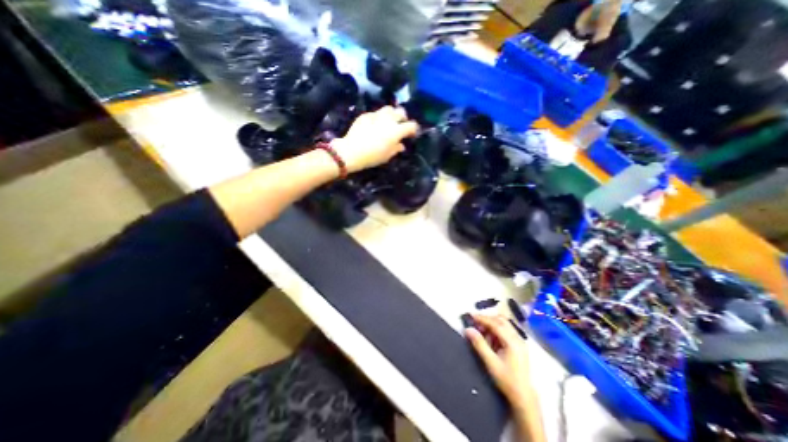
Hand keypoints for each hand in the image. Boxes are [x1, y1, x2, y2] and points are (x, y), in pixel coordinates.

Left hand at [330, 105, 417, 172]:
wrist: (352, 151)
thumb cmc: (372, 156)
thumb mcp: (387, 156)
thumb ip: (396, 148)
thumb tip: (401, 145)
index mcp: (396, 131)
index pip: (411, 125)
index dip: (414, 129)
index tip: (411, 134)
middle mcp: (389, 120)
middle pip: (401, 112)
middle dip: (404, 118)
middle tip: (401, 125)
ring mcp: (377, 115)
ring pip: (389, 108)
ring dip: (392, 114)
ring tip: (389, 121)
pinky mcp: (366, 115)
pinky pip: (376, 113)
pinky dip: (379, 117)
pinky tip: (375, 125)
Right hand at [463, 314, 530, 406]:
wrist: (523, 397)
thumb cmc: (506, 380)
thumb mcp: (490, 362)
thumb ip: (479, 344)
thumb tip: (468, 329)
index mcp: (512, 342)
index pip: (495, 324)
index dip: (482, 318)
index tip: (471, 316)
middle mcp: (517, 338)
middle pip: (500, 320)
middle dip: (487, 320)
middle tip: (475, 323)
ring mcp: (519, 341)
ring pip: (504, 324)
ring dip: (491, 324)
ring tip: (481, 331)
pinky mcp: (518, 344)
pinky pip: (506, 330)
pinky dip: (496, 330)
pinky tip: (490, 338)